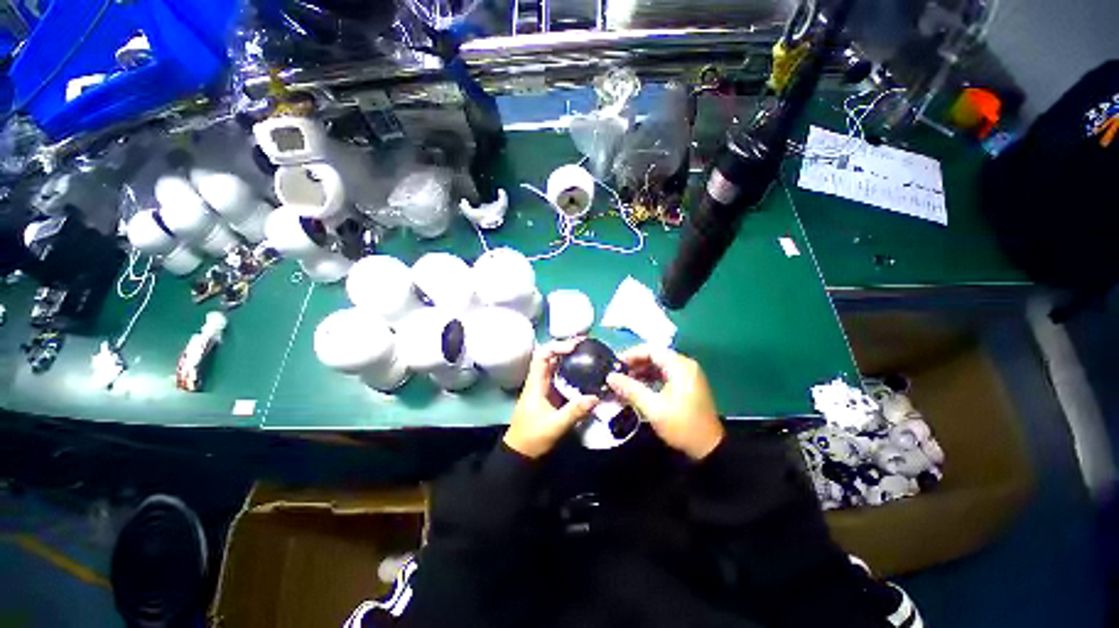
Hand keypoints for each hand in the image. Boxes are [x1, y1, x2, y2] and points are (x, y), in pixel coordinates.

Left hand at [504, 339, 598, 458]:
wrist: (521, 453)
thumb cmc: (533, 438)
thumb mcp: (555, 425)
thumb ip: (575, 411)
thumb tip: (596, 397)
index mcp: (535, 383)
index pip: (542, 355)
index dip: (557, 347)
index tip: (575, 347)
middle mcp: (539, 381)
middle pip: (550, 357)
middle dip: (567, 349)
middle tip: (587, 346)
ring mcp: (544, 388)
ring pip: (556, 367)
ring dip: (570, 359)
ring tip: (589, 355)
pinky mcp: (550, 395)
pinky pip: (561, 378)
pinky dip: (572, 372)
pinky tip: (585, 374)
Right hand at [606, 346, 723, 460]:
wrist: (708, 449)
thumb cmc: (681, 425)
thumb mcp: (653, 408)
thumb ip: (630, 389)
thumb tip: (610, 377)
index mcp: (680, 366)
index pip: (651, 350)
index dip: (631, 355)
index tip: (615, 364)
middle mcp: (684, 366)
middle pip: (654, 357)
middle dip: (634, 364)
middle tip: (617, 375)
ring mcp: (686, 376)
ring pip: (658, 366)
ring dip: (640, 372)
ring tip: (623, 383)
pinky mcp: (685, 386)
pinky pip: (663, 376)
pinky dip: (649, 380)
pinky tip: (637, 389)